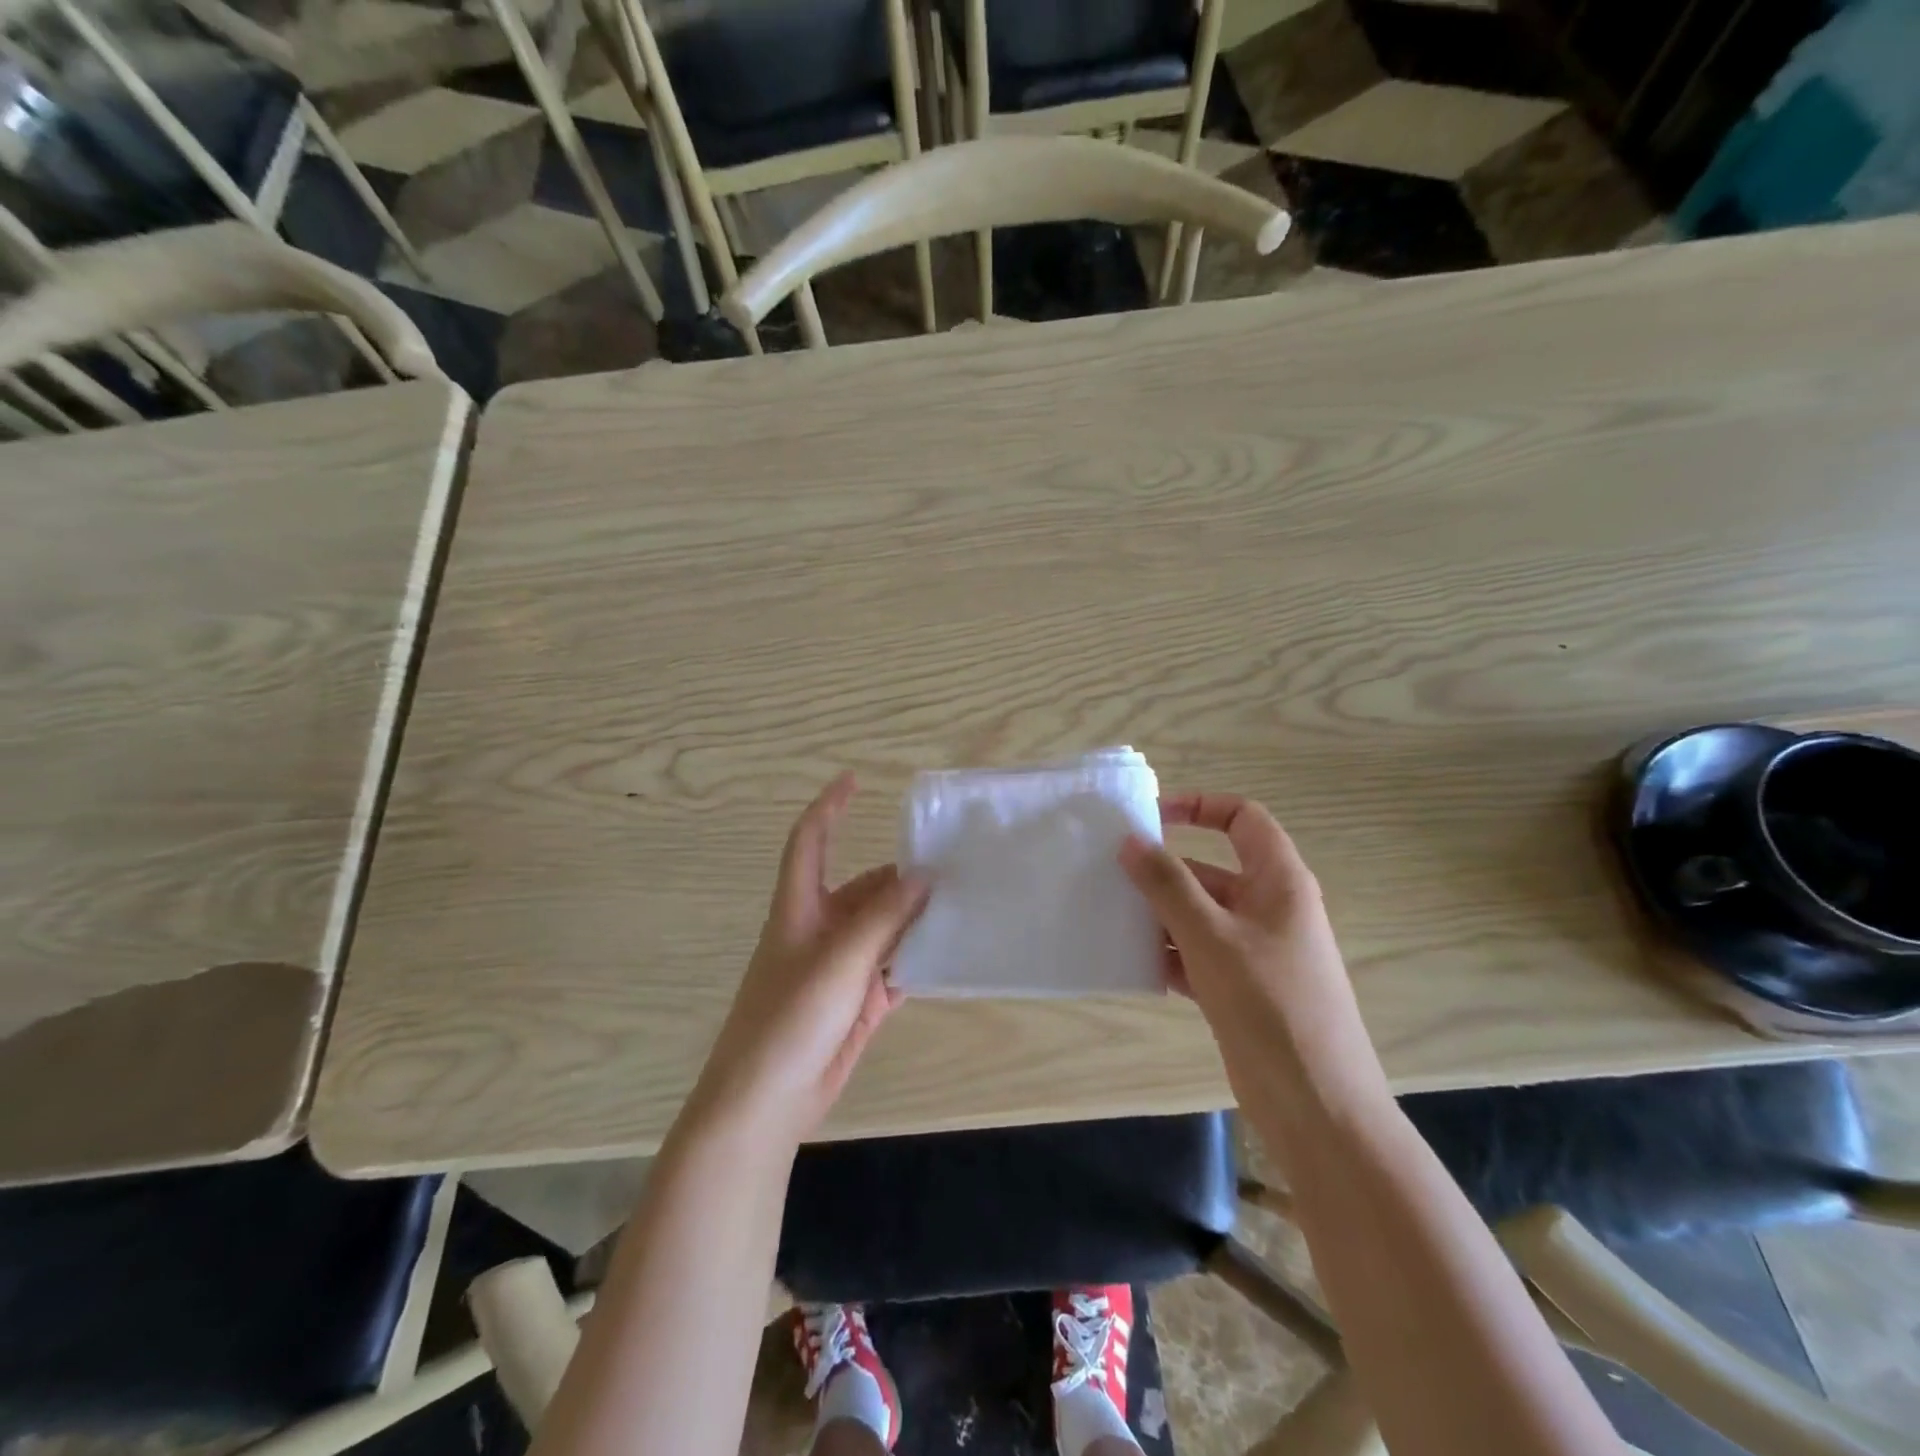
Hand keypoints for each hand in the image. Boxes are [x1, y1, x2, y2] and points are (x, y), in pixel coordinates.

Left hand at [690, 773, 927, 1145]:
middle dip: (900, 877)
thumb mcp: (840, 959)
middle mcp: (820, 931)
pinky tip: (948, 955)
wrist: (765, 1102)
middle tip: (951, 868)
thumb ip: (884, 917)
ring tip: (960, 906)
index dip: (830, 807)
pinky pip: (892, 971)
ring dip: (914, 921)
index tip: (856, 780)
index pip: (811, 841)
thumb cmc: (791, 1017)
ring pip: (883, 931)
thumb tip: (923, 875)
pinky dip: (915, 962)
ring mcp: (839, 969)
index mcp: (800, 908)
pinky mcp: (855, 1005)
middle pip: (864, 889)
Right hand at [1119, 793, 1371, 1084]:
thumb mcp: (1211, 936)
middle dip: (1163, 871)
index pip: (1243, 819)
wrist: (1315, 1105)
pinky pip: (1196, 955)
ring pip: (1199, 915)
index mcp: (1279, 882)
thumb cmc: (1269, 1004)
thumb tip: (1131, 840)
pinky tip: (1130, 962)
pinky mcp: (1240, 989)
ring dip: (1159, 915)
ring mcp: (1255, 951)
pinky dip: (1167, 955)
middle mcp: (1269, 909)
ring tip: (1110, 916)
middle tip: (1110, 874)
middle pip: (1210, 870)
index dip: (1199, 807)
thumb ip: (1168, 885)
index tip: (1150, 818)